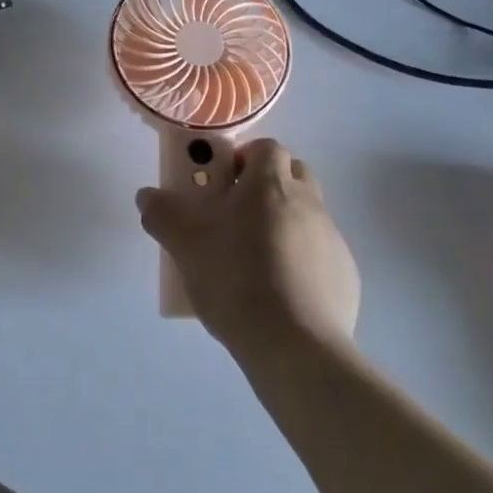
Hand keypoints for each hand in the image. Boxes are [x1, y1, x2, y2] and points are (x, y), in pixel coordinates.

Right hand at [136, 138, 359, 353]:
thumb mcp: (184, 245)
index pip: (267, 148)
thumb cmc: (235, 279)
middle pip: (294, 173)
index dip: (244, 158)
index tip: (223, 183)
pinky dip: (302, 260)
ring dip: (285, 222)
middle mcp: (308, 202)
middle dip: (268, 184)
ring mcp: (332, 239)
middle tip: (238, 214)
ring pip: (308, 214)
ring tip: (255, 258)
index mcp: (270, 185)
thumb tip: (147, 196)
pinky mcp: (346, 275)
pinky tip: (280, 291)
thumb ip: (162, 214)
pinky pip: (321, 253)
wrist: (294, 345)